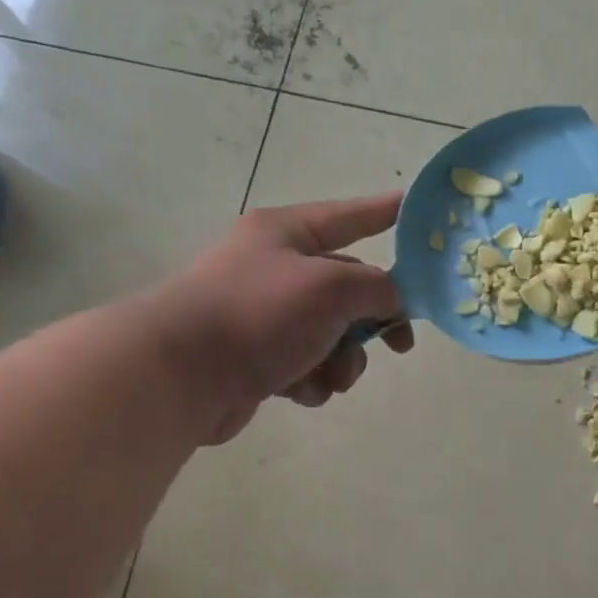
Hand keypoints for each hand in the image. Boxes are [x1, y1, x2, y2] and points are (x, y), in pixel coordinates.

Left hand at [140, 192, 414, 444]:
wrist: (180, 376)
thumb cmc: (259, 314)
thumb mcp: (332, 288)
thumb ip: (378, 288)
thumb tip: (392, 300)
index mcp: (286, 234)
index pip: (350, 217)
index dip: (386, 212)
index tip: (417, 208)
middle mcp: (275, 268)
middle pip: (349, 287)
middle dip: (372, 321)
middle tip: (400, 345)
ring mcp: (264, 315)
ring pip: (332, 335)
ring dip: (343, 360)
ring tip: (330, 376)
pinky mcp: (256, 359)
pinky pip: (306, 365)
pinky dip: (311, 380)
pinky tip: (298, 389)